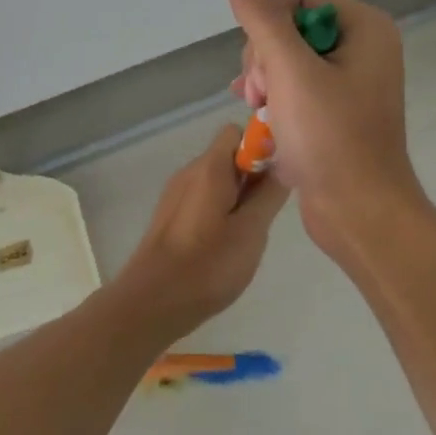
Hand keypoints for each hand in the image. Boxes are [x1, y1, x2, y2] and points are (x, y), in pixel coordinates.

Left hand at [114, 125, 292, 333]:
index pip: (237, 132)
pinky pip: (202, 199)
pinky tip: (226, 245)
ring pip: (216, 180)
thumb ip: (269, 194)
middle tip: (266, 212)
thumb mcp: (251, 230)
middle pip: (228, 156)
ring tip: (248, 233)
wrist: (152, 302)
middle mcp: (189, 172)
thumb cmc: (207, 265)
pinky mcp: (169, 216)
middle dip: (252, 177)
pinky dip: (220, 211)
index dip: (262, 147)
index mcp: (209, 168)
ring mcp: (175, 194)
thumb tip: (284, 164)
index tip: (277, 177)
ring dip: (238, 197)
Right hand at [223, 0, 427, 256]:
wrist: (360, 213)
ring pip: (285, 56)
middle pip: (288, 24)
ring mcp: (350, 78)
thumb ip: (262, 17)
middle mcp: (362, 44)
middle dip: (264, 59)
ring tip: (262, 112)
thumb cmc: (330, 139)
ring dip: (264, 81)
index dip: (268, 25)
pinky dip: (274, 98)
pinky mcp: (336, 107)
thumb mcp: (290, 72)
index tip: (267, 70)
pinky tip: (260, 117)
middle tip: (263, 96)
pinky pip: (294, 84)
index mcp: (363, 26)